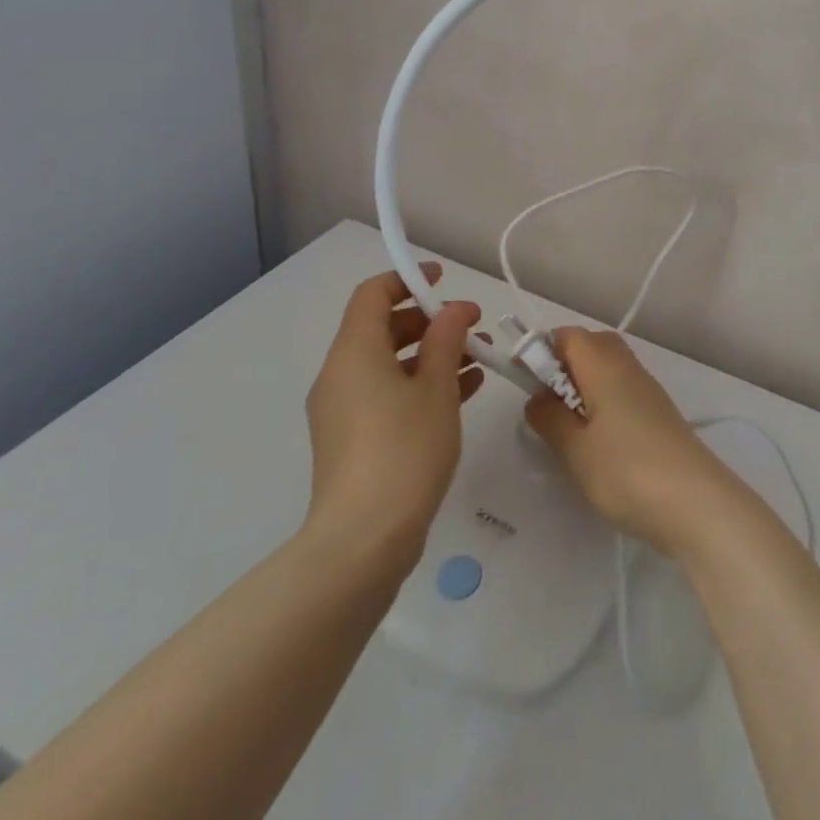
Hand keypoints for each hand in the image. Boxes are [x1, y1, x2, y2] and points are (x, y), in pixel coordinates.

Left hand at [302, 263, 484, 568]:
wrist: (363, 540)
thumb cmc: (404, 449)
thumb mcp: (436, 388)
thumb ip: (447, 340)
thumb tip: (454, 309)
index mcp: (354, 352)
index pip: (372, 294)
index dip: (407, 279)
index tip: (443, 279)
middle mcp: (341, 375)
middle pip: (381, 328)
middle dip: (429, 320)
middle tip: (471, 324)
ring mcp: (343, 410)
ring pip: (388, 363)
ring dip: (431, 354)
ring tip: (478, 357)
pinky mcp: (353, 440)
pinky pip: (387, 394)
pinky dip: (420, 384)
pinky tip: (464, 391)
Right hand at [525, 328, 742, 556]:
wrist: (695, 502)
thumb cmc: (626, 470)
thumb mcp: (575, 449)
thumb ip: (550, 418)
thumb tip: (538, 397)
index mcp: (604, 365)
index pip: (568, 335)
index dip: (542, 350)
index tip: (524, 383)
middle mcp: (628, 367)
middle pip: (591, 346)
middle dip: (564, 366)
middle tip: (547, 406)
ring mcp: (648, 389)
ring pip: (609, 369)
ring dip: (584, 387)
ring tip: (569, 430)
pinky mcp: (659, 413)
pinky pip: (623, 391)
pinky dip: (604, 404)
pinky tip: (598, 443)